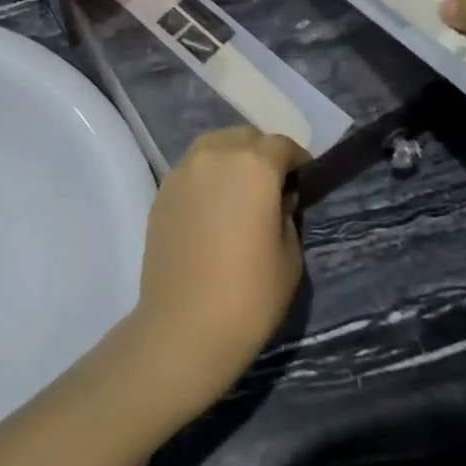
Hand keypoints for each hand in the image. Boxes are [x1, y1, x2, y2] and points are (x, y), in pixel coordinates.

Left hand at [125, 126, 309, 418]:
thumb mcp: (290, 255)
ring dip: (232, 159)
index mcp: (254, 164)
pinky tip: (212, 209)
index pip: (282, 145)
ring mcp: (184, 170)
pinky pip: (193, 169)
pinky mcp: (162, 190)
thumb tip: (278, 198)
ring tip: (239, 193)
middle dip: (262, 154)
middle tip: (272, 186)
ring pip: (215, 146)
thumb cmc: (249, 295)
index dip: (297, 160)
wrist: (183, 328)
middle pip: (245, 137)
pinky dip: (207, 177)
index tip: (303, 180)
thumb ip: (287, 214)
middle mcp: (216, 154)